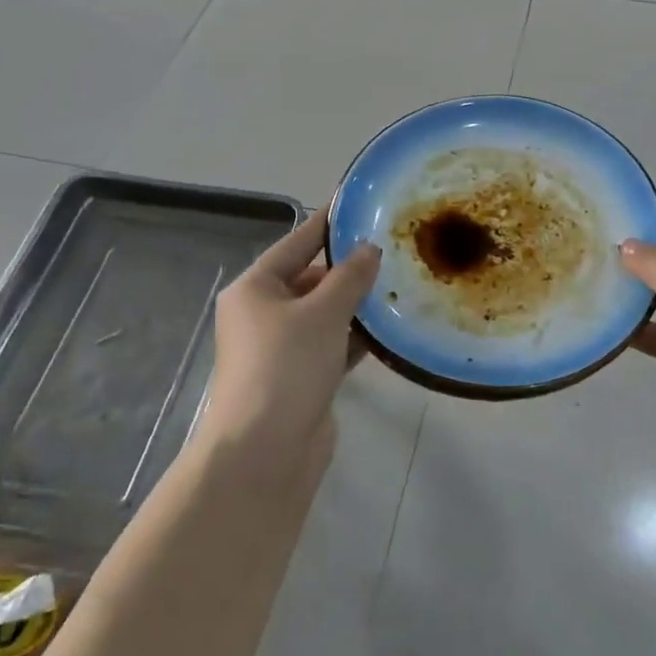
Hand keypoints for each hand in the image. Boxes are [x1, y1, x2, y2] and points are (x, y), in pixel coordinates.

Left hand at [203, 211, 380, 480]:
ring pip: (325, 313)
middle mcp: (264, 313)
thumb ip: (350, 277)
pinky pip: (332, 343)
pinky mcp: (301, 376)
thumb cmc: (286, 367)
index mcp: (255, 288)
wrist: (265, 452)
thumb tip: (369, 249)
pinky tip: (390, 328)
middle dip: (349, 267)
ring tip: (400, 282)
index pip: (297, 242)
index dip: (328, 223)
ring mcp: (282, 348)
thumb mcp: (322, 312)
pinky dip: (356, 336)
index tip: (359, 203)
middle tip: (393, 248)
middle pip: (311, 277)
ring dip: (356, 303)